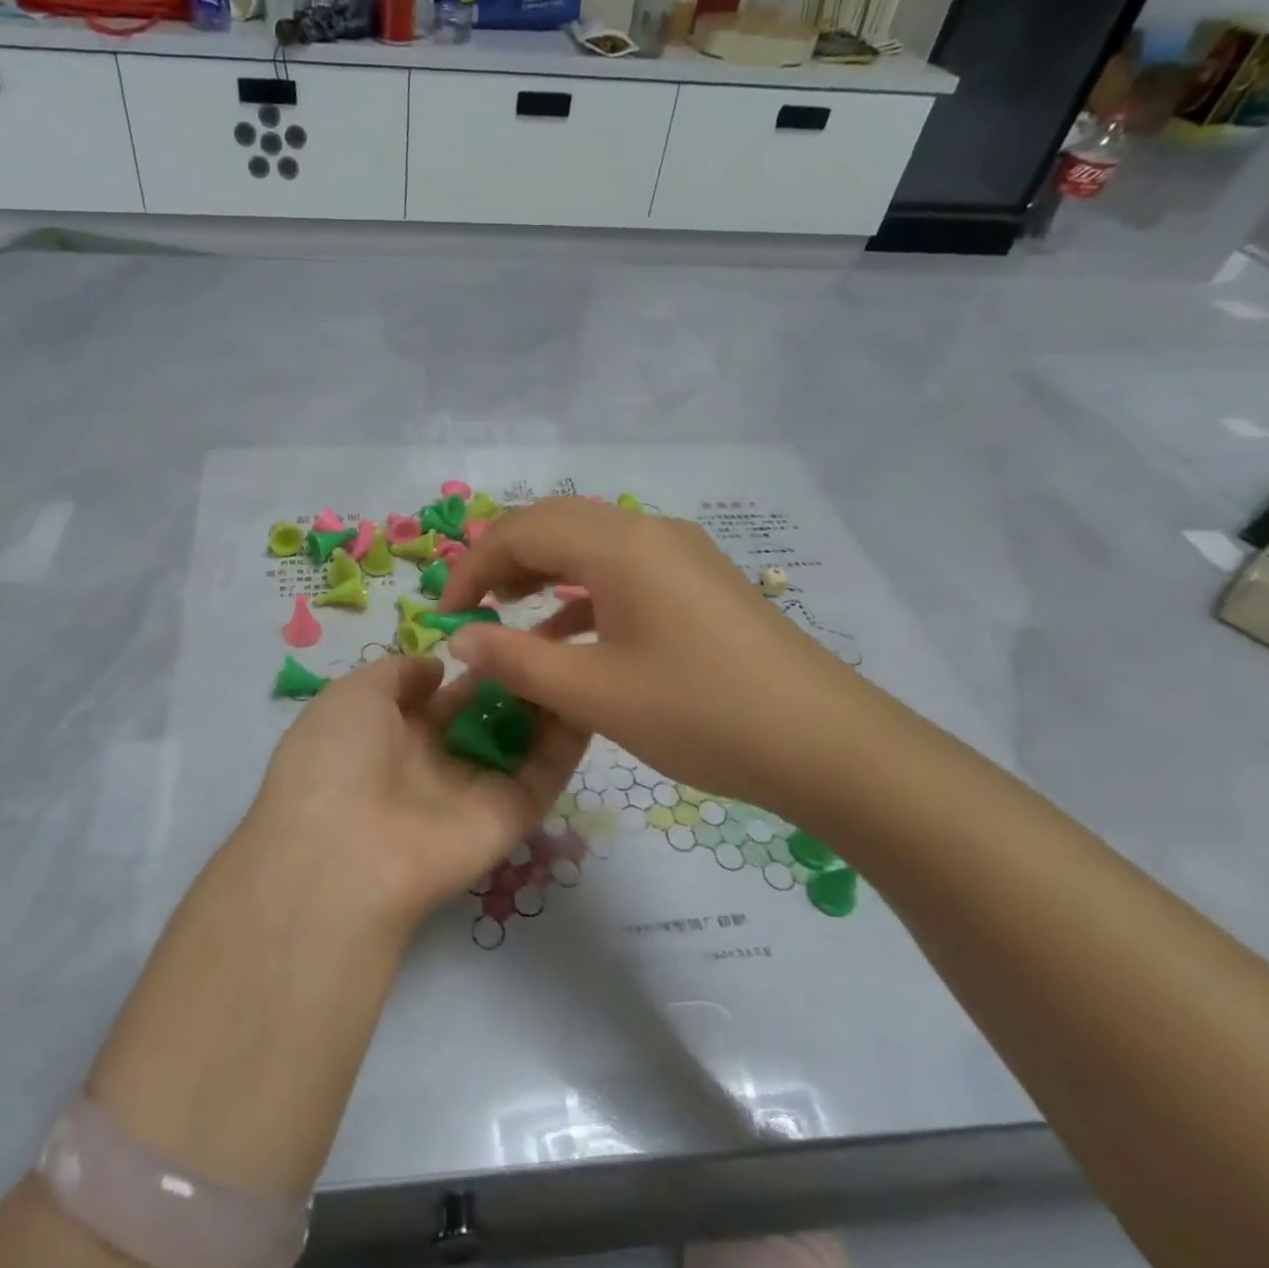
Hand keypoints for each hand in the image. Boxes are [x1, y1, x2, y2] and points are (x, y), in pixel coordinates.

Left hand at [240, 654, 590, 930]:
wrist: (342, 852)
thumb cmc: (335, 759)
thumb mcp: (351, 696)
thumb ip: (397, 673)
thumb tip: (436, 667)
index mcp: (392, 734)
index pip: (443, 695)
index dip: (472, 662)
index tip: (506, 628)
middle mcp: (435, 762)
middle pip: (487, 715)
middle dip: (514, 676)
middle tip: (554, 634)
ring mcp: (475, 790)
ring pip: (522, 740)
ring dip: (546, 701)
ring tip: (577, 653)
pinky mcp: (510, 817)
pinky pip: (545, 773)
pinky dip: (569, 739)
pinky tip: (588, 694)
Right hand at [437, 498, 892, 814]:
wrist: (824, 744)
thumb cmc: (700, 713)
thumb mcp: (593, 693)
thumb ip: (516, 659)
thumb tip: (459, 636)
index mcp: (619, 545)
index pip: (521, 531)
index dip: (472, 567)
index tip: (444, 616)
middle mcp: (649, 532)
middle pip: (555, 523)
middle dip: (504, 561)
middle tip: (474, 610)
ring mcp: (680, 554)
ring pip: (590, 545)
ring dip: (543, 572)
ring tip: (509, 615)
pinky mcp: (699, 583)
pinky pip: (624, 571)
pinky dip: (583, 593)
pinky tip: (568, 635)